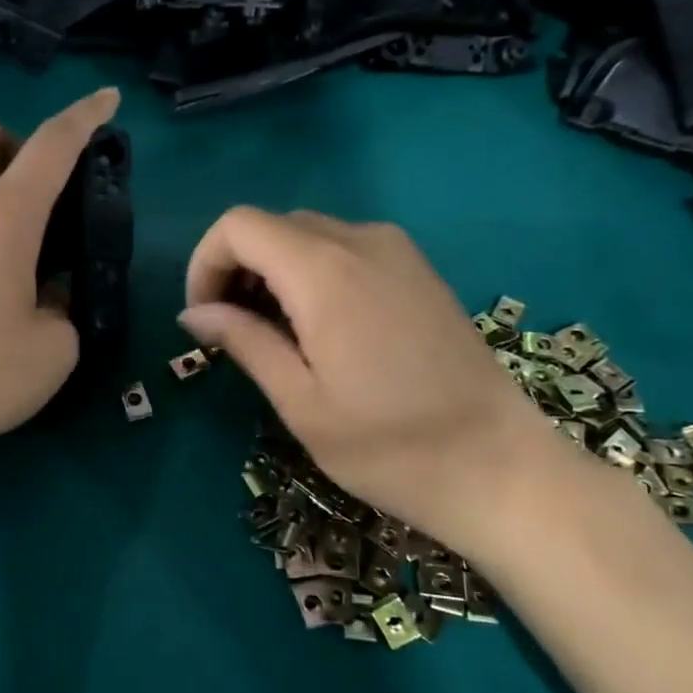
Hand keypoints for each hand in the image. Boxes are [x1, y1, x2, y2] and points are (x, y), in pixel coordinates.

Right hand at [180, 208, 569, 558]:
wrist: (499, 466)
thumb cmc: (389, 446)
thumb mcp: (300, 402)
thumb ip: (244, 342)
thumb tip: (194, 313)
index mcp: (324, 272)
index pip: (238, 226)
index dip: (205, 263)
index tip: (203, 318)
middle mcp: (361, 241)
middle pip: (272, 225)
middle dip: (236, 268)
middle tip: (232, 332)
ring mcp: (397, 251)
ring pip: (308, 233)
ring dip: (273, 270)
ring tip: (273, 335)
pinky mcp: (418, 269)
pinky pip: (346, 247)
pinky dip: (312, 272)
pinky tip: (320, 327)